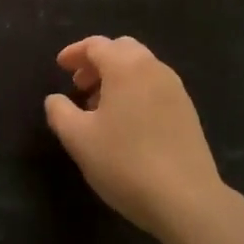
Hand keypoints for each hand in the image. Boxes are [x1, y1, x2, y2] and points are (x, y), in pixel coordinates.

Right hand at [44, 36, 224, 236]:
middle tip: (79, 85)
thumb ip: (60, 111)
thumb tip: (55, 99)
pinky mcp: (187, 112)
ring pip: (141, 69)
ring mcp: (176, 90)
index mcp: (126, 67)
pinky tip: (125, 123)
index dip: (75, 53)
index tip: (59, 66)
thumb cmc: (124, 162)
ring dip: (116, 78)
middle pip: (122, 50)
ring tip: (99, 107)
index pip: (97, 45)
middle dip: (97, 62)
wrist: (186, 199)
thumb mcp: (78, 138)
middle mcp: (154, 69)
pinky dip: (135, 91)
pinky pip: (155, 87)